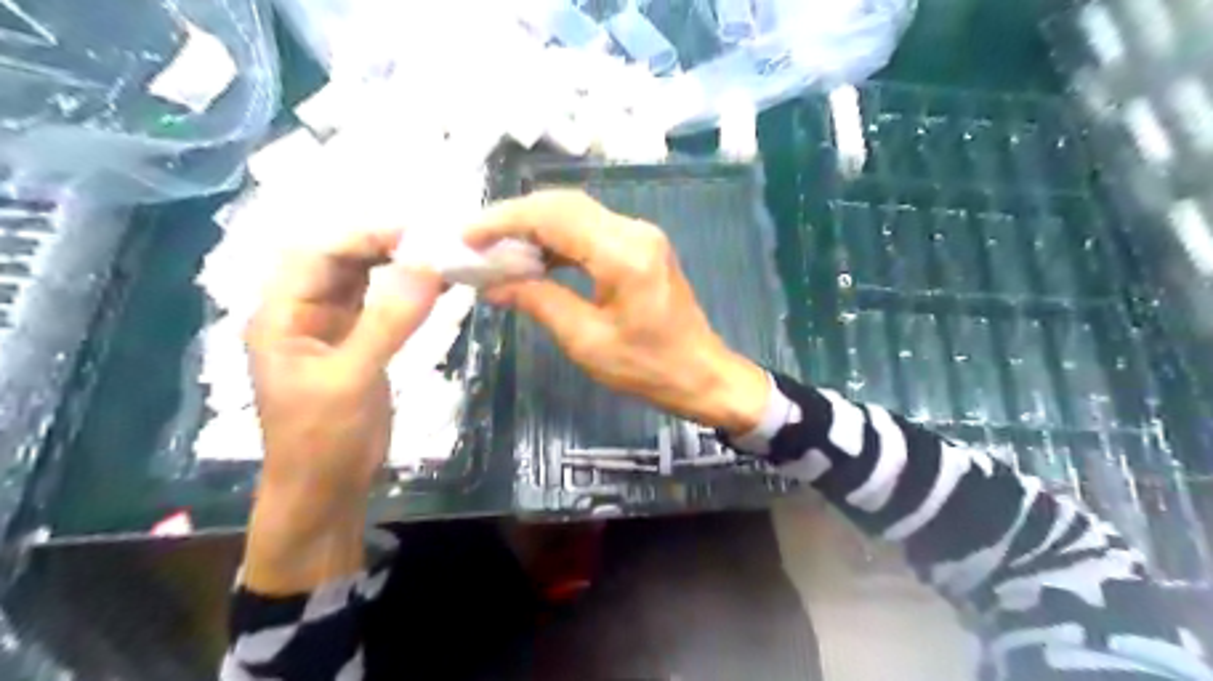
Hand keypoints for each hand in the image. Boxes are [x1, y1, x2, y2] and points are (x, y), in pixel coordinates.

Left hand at [239, 227, 442, 590]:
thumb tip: (427, 267)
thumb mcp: (352, 377)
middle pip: (339, 262)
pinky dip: (406, 294)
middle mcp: (303, 314)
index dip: (362, 236)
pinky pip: (381, 307)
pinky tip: (434, 286)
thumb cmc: (323, 438)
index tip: (414, 231)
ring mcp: (332, 330)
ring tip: (437, 255)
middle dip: (382, 246)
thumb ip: (388, 320)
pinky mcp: (359, 346)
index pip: (317, 255)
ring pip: (362, 282)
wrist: (327, 489)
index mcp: (282, 315)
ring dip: (396, 266)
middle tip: (432, 240)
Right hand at [464, 188, 766, 434]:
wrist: (702, 374)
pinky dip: (557, 240)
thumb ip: (539, 302)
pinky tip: (533, 259)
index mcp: (623, 255)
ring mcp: (640, 236)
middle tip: (476, 242)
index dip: (504, 221)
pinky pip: (590, 231)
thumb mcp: (587, 341)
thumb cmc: (648, 368)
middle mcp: (634, 231)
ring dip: (534, 228)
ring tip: (496, 251)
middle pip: (563, 205)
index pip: (553, 217)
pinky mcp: (641, 246)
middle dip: (515, 218)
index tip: (466, 236)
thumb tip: (494, 285)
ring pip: (575, 214)